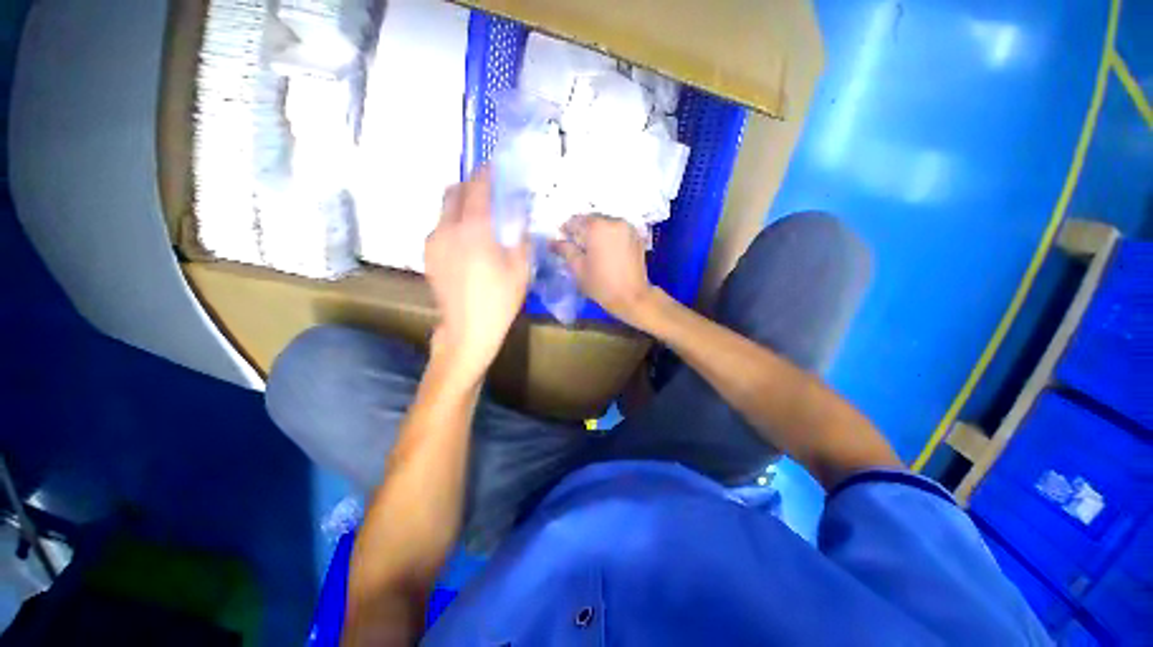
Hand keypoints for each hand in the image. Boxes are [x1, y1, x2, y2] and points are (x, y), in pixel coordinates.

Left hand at [425, 168, 529, 379]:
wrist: (468, 329)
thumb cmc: (500, 299)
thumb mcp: (520, 267)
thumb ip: (519, 234)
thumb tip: (518, 212)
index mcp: (473, 229)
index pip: (477, 187)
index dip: (486, 173)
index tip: (494, 168)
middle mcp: (447, 228)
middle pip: (453, 192)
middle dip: (470, 186)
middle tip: (488, 195)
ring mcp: (432, 242)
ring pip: (444, 210)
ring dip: (460, 207)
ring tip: (479, 223)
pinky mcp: (427, 256)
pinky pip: (440, 228)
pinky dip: (453, 225)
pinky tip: (467, 245)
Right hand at [553, 215, 654, 325]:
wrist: (632, 297)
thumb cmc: (601, 284)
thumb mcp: (578, 268)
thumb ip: (565, 250)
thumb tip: (552, 242)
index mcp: (596, 227)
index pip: (575, 221)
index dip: (566, 230)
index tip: (563, 241)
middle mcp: (613, 221)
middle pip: (591, 220)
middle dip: (582, 230)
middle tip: (577, 246)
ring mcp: (628, 227)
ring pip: (605, 223)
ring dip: (597, 232)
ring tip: (592, 249)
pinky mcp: (636, 236)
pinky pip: (617, 230)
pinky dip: (609, 235)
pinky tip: (607, 250)